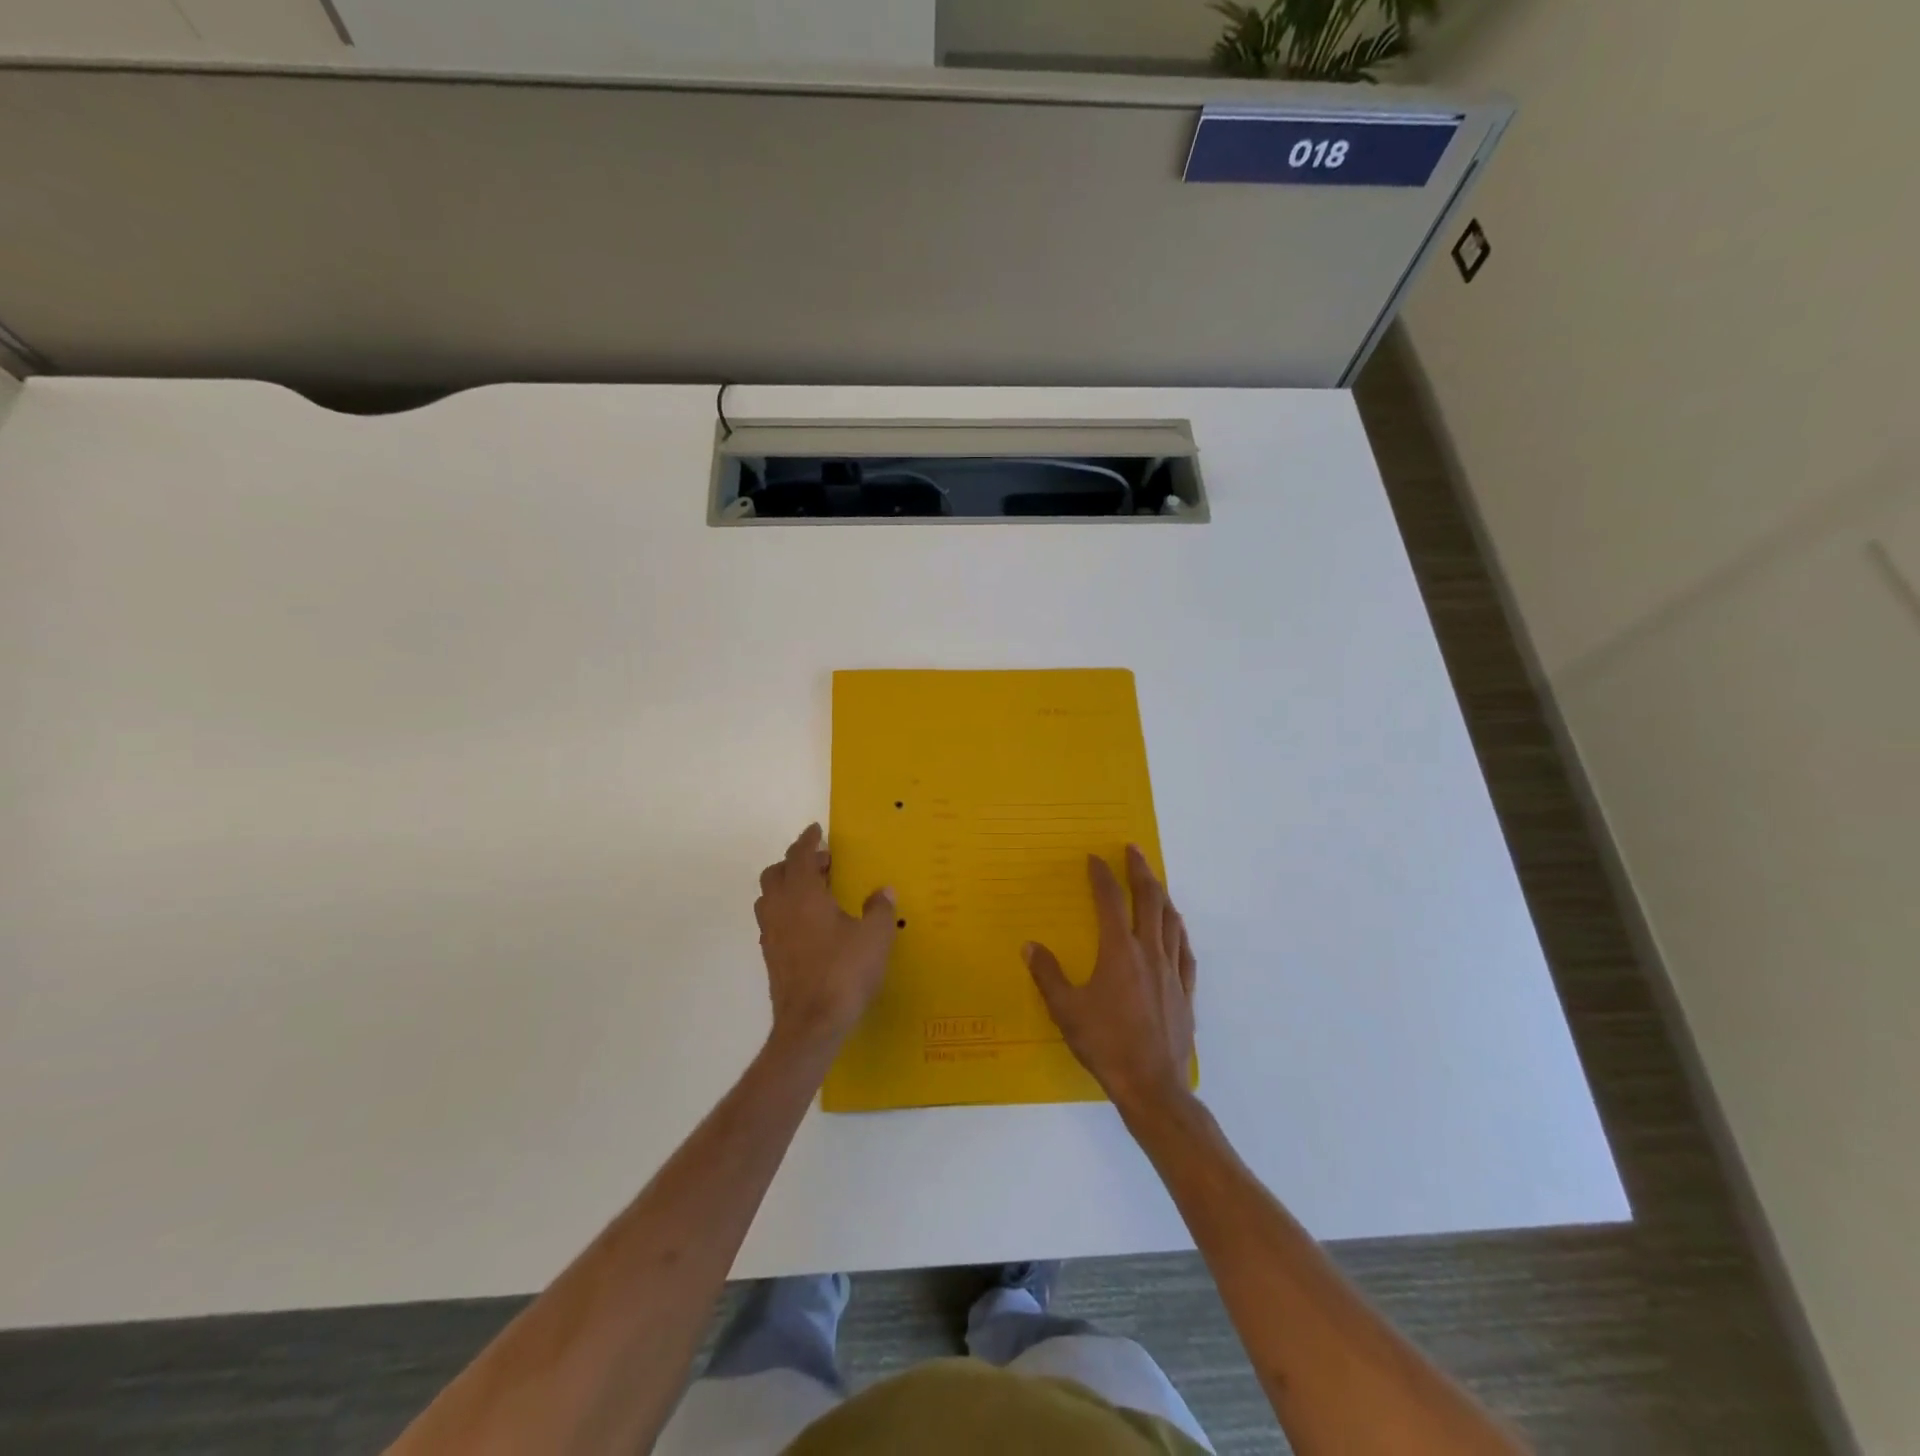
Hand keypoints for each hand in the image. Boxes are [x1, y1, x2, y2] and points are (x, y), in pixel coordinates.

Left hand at [754, 824, 897, 1051]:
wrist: (811, 1025)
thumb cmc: (844, 972)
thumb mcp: (875, 937)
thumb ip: (879, 909)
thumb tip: (883, 891)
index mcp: (802, 894)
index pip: (798, 855)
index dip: (808, 840)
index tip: (816, 831)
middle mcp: (780, 908)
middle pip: (776, 873)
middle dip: (796, 862)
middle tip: (823, 865)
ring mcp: (771, 935)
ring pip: (769, 897)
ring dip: (787, 886)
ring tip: (814, 892)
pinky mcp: (771, 957)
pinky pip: (772, 921)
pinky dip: (786, 911)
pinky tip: (809, 925)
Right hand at [1024, 845, 1196, 1113]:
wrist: (1151, 1085)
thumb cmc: (1105, 1044)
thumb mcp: (1066, 1010)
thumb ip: (1048, 974)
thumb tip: (1030, 946)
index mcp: (1119, 951)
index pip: (1110, 901)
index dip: (1102, 876)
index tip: (1095, 857)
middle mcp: (1149, 952)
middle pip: (1149, 900)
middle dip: (1140, 871)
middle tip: (1134, 850)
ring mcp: (1172, 972)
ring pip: (1170, 921)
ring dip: (1162, 895)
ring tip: (1155, 881)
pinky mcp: (1185, 992)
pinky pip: (1185, 951)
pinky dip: (1179, 931)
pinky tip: (1177, 928)